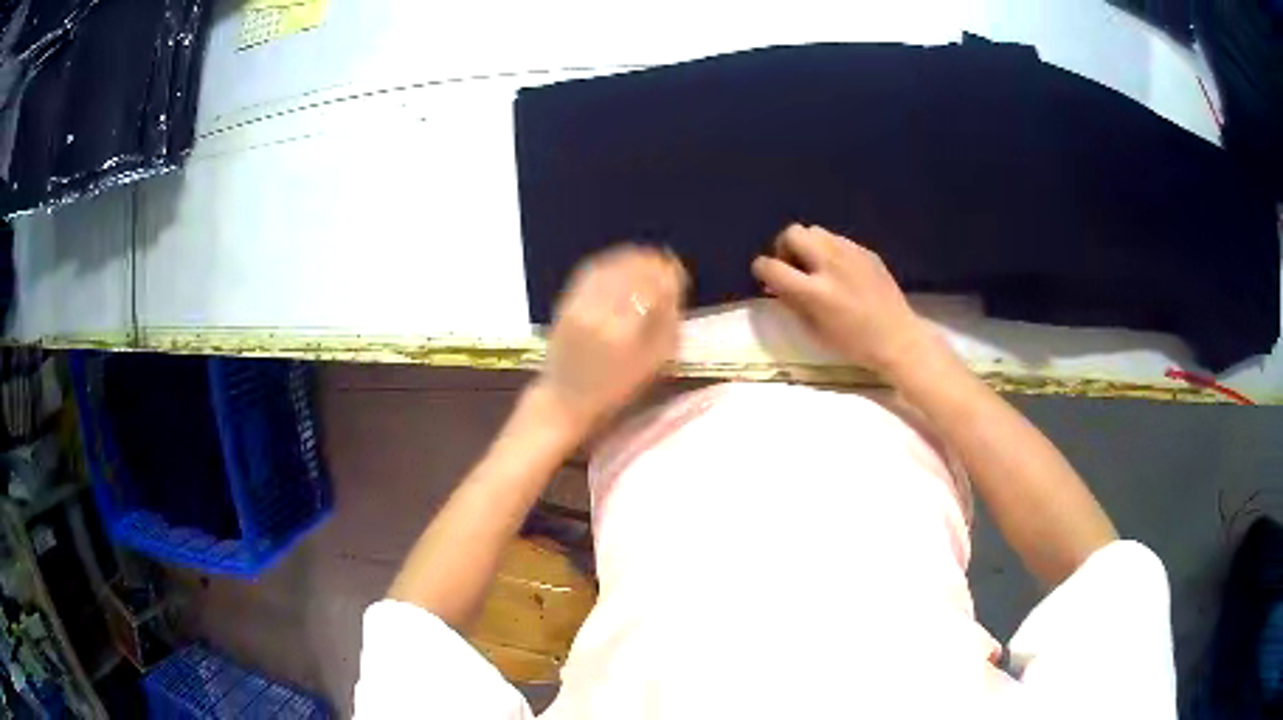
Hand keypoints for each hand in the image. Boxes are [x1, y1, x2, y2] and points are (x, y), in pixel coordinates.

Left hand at [538, 245, 686, 431]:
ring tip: (649, 259)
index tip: (679, 273)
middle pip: (629, 273)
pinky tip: (624, 263)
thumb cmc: (616, 387)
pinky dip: (611, 262)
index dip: (668, 275)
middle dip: (652, 264)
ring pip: (610, 267)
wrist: (566, 397)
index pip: (650, 288)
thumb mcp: (655, 362)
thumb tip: (674, 287)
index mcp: (623, 332)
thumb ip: (668, 322)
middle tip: (667, 263)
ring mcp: (578, 304)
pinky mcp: (566, 301)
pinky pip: (591, 271)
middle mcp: (598, 313)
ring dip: (632, 258)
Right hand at [751, 224, 931, 375]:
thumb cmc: (853, 344)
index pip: (771, 266)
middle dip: (785, 247)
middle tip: (793, 267)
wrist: (898, 339)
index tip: (767, 278)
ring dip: (808, 246)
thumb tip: (775, 284)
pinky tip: (840, 271)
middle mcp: (830, 264)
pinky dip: (830, 250)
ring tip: (816, 267)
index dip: (762, 270)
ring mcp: (850, 253)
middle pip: (792, 233)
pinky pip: (837, 239)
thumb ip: (791, 302)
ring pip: (815, 230)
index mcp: (814, 292)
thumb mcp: (814, 331)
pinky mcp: (866, 251)